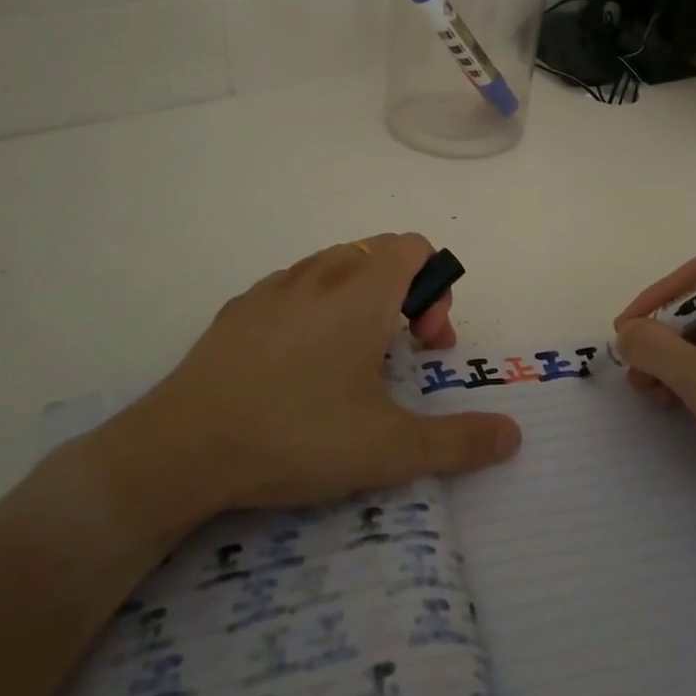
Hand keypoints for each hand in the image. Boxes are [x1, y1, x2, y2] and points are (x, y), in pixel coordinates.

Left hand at [84, 233, 520, 551]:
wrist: (181, 448)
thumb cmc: (297, 434)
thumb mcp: (389, 448)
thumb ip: (460, 441)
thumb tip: (513, 436)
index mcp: (363, 290)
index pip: (416, 246)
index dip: (435, 288)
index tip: (424, 344)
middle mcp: (322, 272)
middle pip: (381, 252)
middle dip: (405, 294)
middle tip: (398, 354)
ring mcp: (275, 286)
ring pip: (337, 266)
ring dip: (362, 299)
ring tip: (351, 361)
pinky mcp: (240, 307)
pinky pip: (296, 287)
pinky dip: (316, 308)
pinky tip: (299, 366)